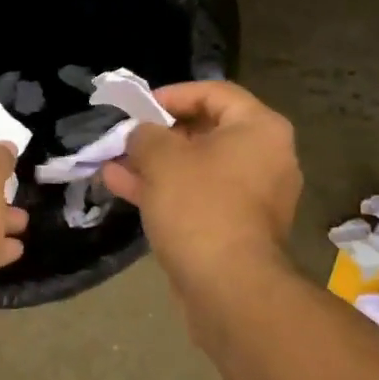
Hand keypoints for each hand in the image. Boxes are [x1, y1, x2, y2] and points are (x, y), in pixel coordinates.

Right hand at [100, 81, 301, 296]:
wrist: (228, 287)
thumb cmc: (199, 206)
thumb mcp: (162, 158)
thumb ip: (145, 135)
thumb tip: (140, 135)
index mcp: (260, 129)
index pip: (215, 93)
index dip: (173, 94)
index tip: (140, 106)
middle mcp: (266, 158)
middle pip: (206, 131)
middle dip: (159, 134)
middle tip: (126, 136)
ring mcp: (253, 196)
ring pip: (197, 168)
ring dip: (154, 164)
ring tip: (112, 161)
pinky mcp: (237, 228)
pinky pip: (199, 197)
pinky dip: (165, 190)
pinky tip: (120, 186)